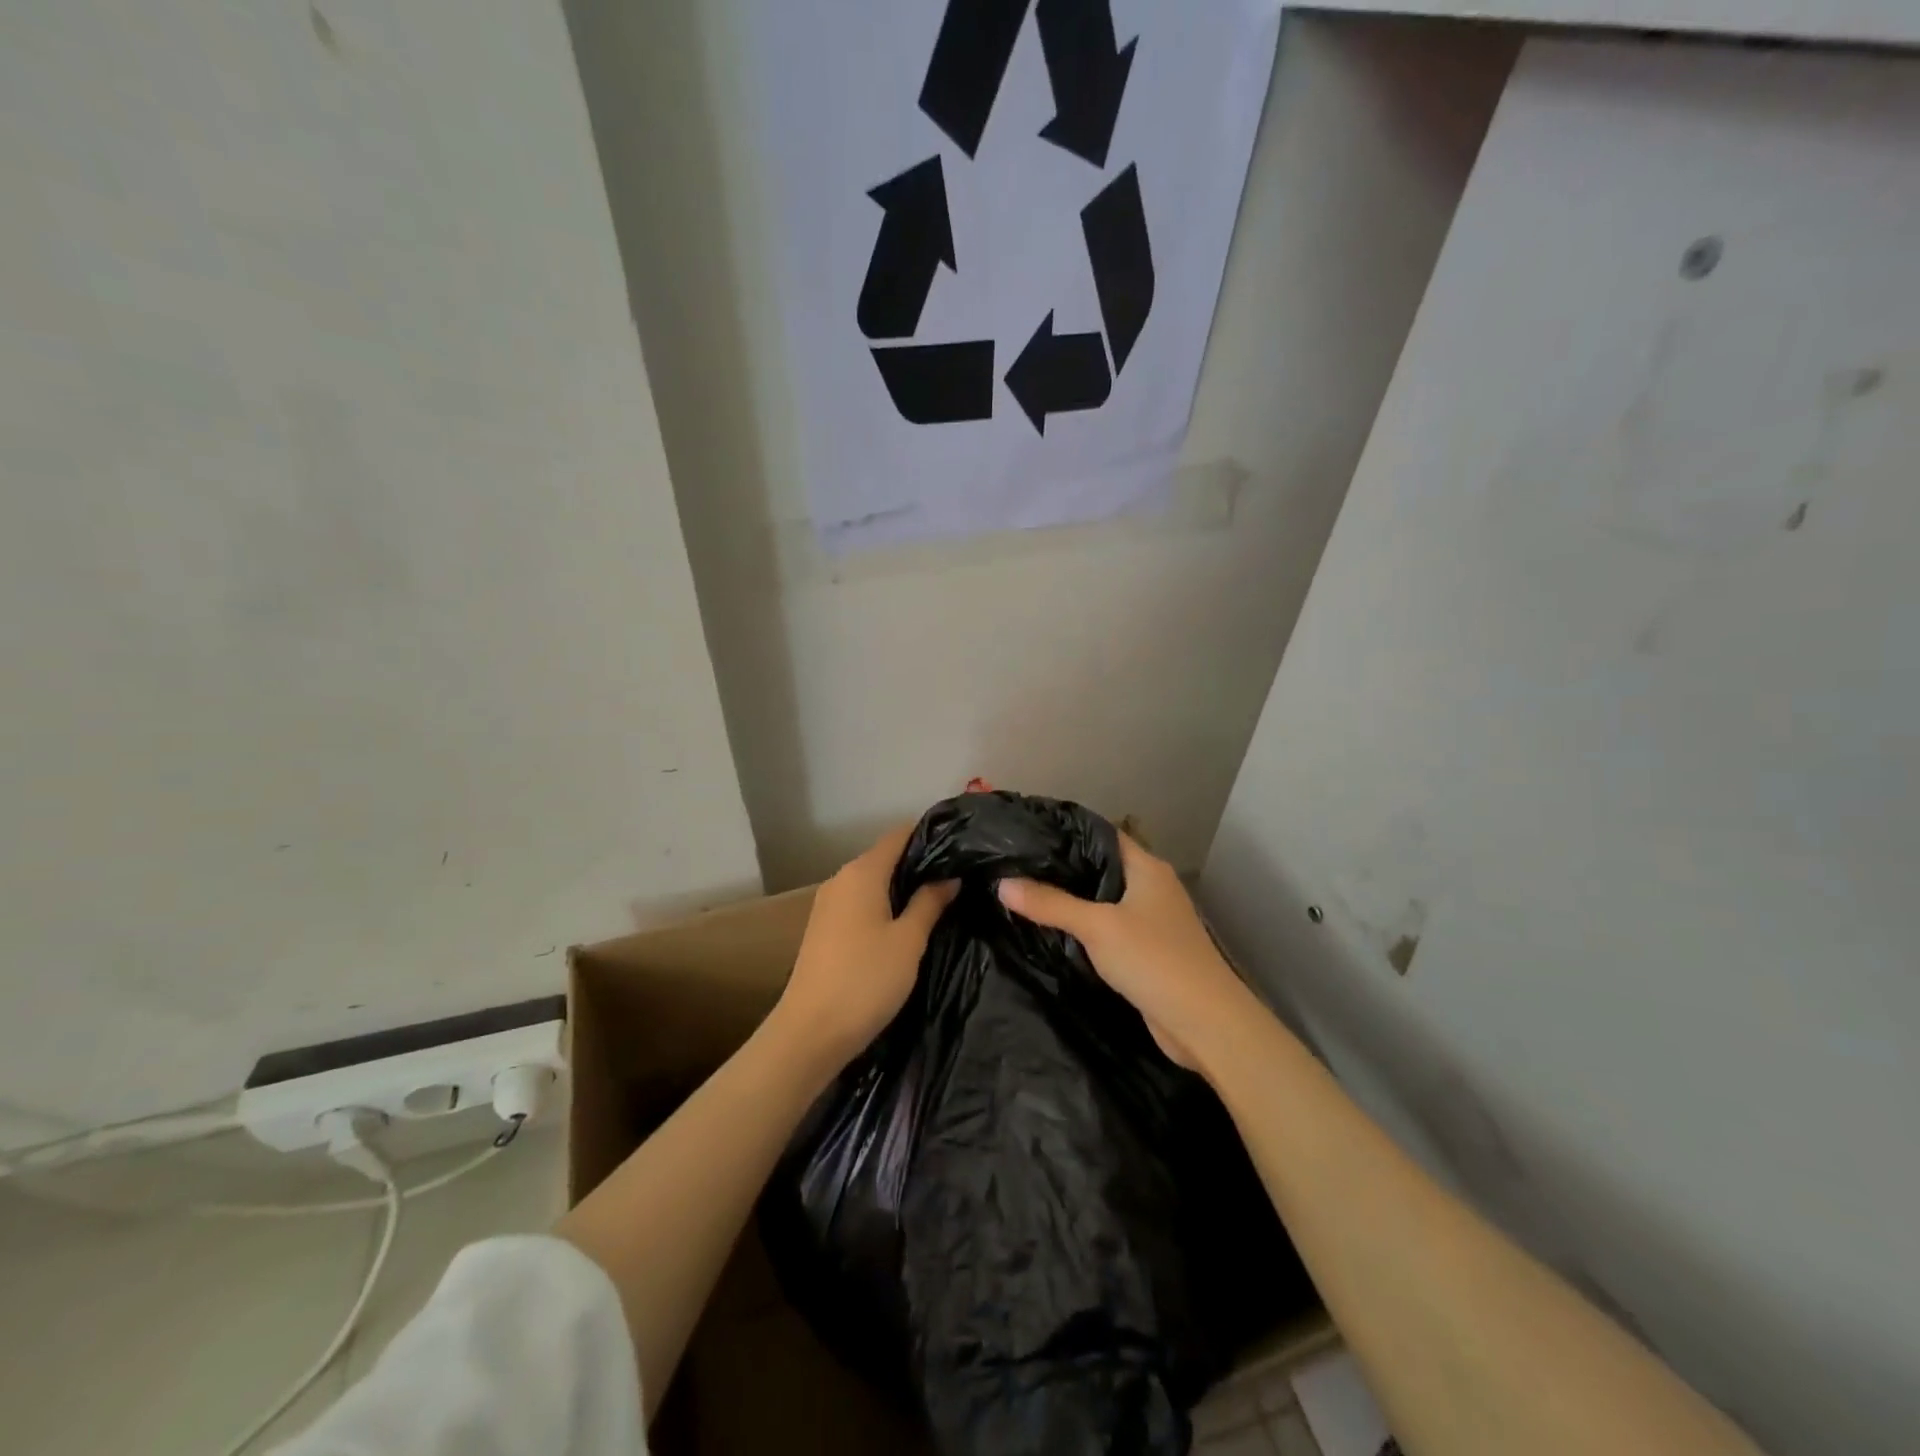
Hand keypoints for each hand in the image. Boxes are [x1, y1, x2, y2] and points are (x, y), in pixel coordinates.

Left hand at [774, 824, 957, 1068]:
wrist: (810, 1033)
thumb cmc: (866, 980)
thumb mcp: (909, 940)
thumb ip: (930, 902)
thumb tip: (949, 876)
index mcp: (862, 872)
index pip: (899, 835)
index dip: (929, 835)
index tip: (960, 846)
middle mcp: (841, 879)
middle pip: (886, 857)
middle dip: (920, 864)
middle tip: (958, 878)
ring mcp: (828, 904)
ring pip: (873, 882)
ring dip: (902, 888)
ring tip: (939, 901)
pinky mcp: (824, 928)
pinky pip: (861, 903)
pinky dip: (884, 906)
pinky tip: (906, 924)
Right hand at [997, 833, 1251, 1072]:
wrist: (1205, 1023)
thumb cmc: (1154, 959)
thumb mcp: (1097, 927)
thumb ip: (1050, 904)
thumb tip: (1002, 883)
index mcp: (1147, 867)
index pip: (1101, 835)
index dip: (1066, 832)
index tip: (1026, 834)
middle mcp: (1152, 887)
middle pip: (1100, 868)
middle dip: (1062, 869)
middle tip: (1015, 866)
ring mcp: (1152, 920)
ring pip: (1104, 901)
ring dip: (1073, 901)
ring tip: (1025, 894)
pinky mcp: (1148, 951)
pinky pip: (1109, 929)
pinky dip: (1085, 929)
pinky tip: (1054, 932)